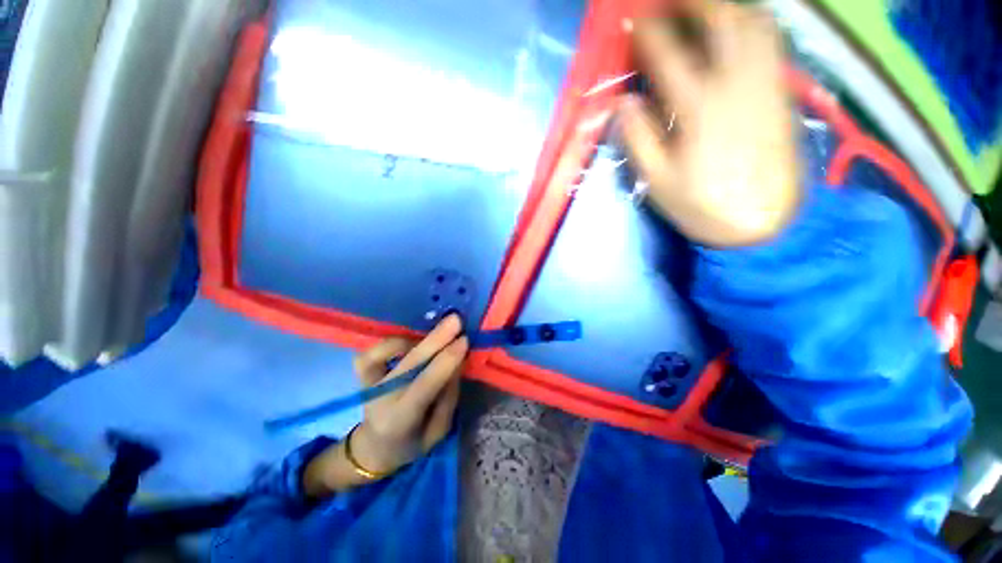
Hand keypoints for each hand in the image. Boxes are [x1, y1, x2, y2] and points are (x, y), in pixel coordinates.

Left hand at [350, 315, 466, 473]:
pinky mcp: (363, 375)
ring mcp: (369, 384)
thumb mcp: (438, 431)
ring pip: (385, 353)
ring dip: (415, 339)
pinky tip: (409, 341)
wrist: (374, 448)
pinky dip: (390, 343)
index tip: (464, 340)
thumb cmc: (412, 443)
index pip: (425, 384)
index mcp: (401, 419)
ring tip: (437, 335)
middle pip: (410, 363)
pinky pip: (371, 352)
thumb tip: (456, 362)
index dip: (446, 360)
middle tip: (456, 319)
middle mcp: (382, 398)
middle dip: (435, 338)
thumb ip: (448, 397)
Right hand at [618, 1, 799, 246]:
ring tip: (701, 6)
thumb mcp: (657, 182)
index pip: (669, 55)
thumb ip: (639, 139)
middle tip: (668, 3)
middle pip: (722, 20)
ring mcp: (766, 83)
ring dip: (725, 6)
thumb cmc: (702, 206)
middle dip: (692, 1)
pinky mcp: (781, 91)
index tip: (632, 21)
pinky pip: (770, 40)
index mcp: (700, 109)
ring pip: (753, 22)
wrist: (762, 222)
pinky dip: (751, 21)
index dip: (648, 33)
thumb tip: (624, 103)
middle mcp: (738, 84)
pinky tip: (735, 25)